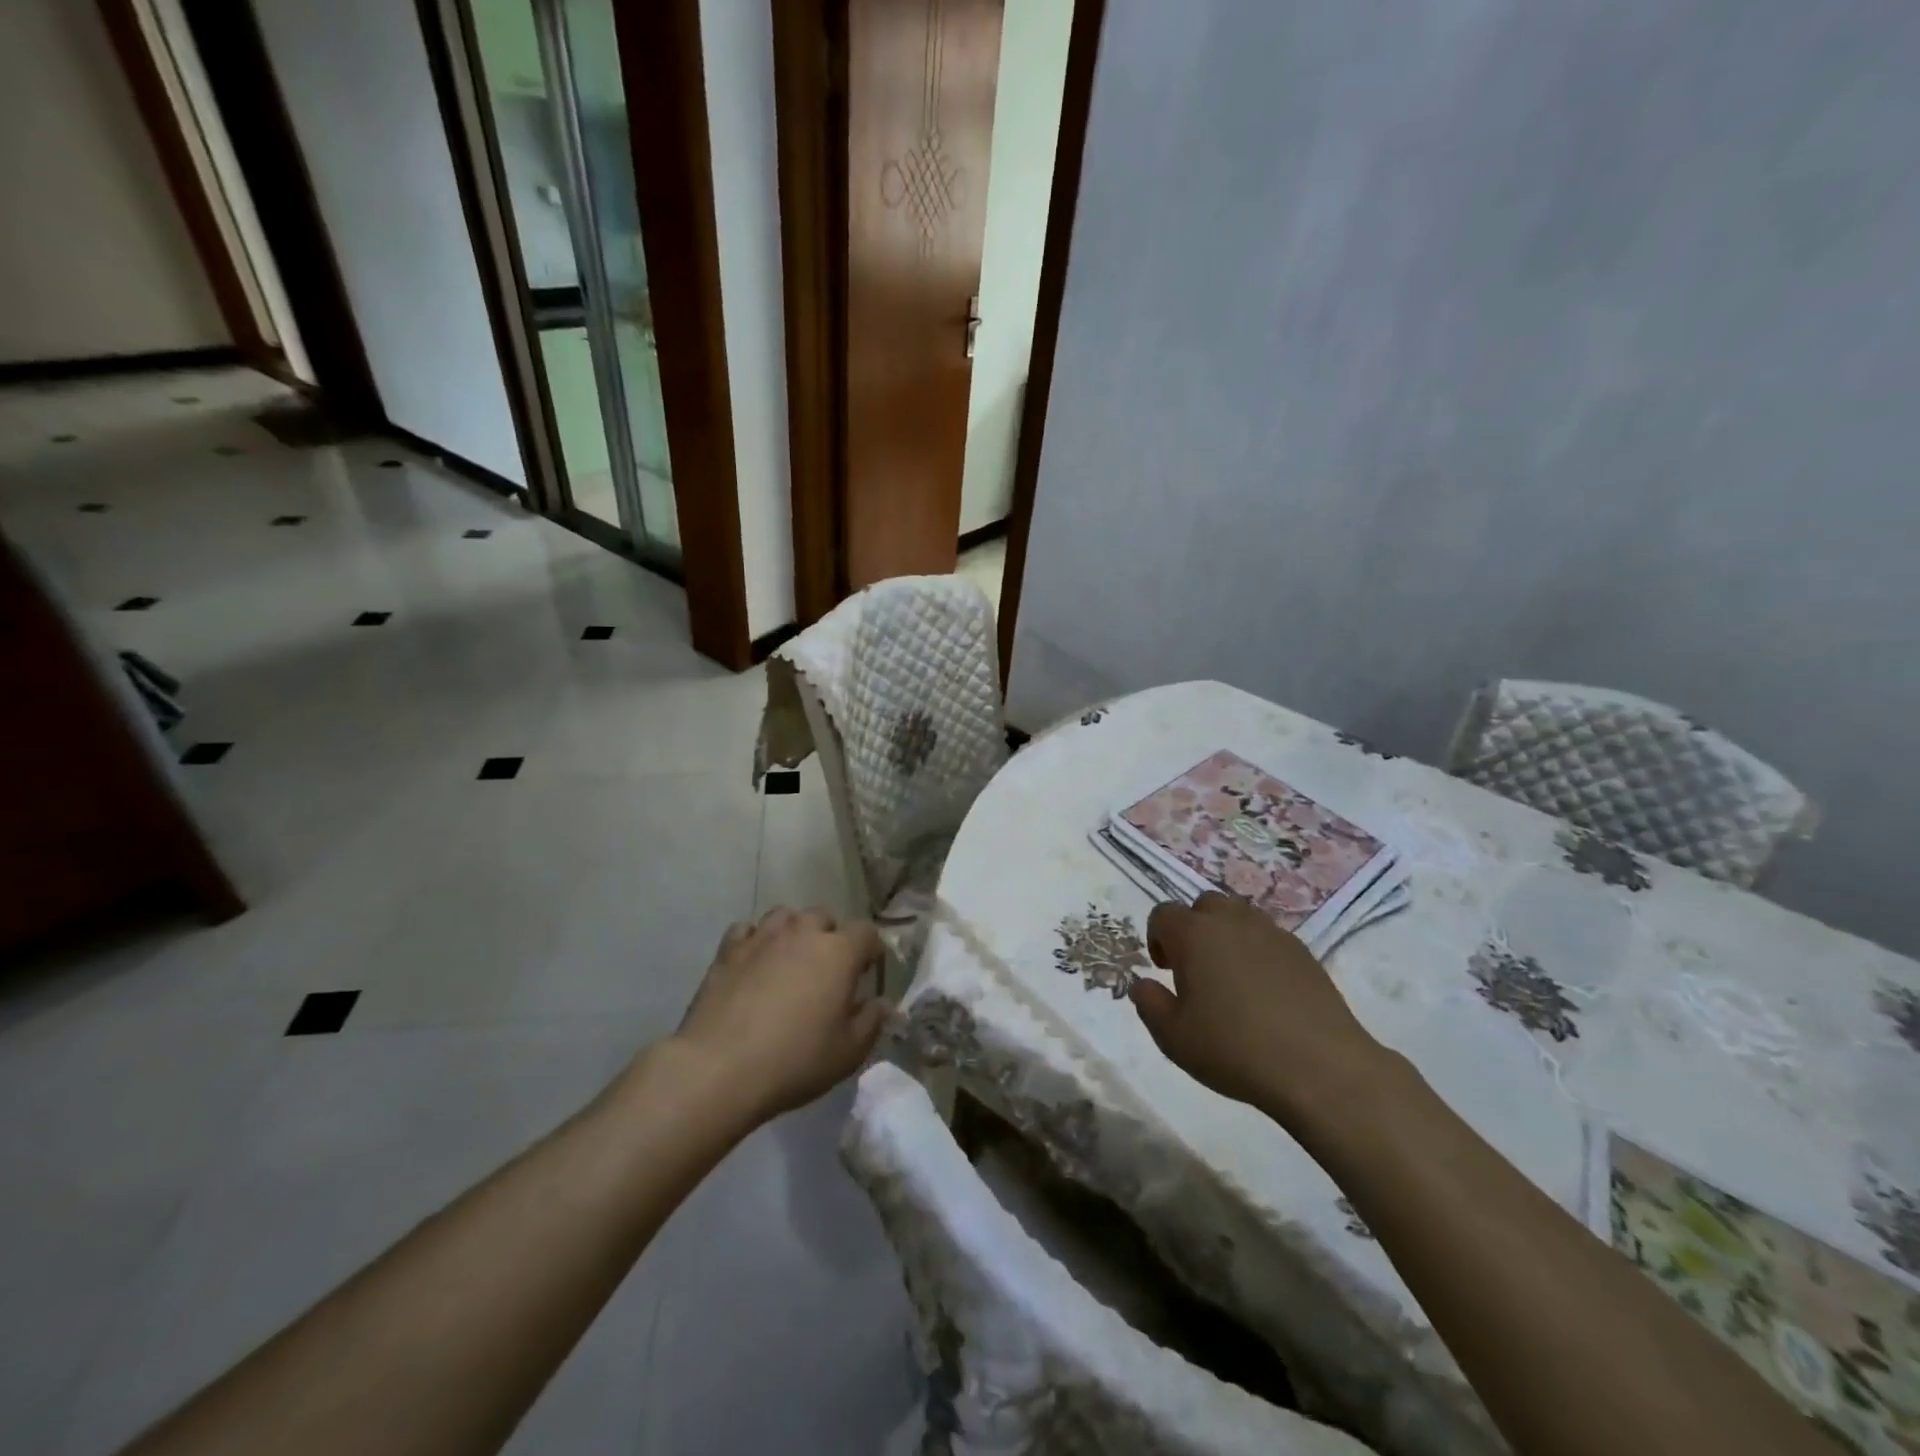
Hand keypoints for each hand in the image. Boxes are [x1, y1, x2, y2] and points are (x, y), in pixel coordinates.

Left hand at [672, 907, 886, 1123]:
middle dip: (830, 937)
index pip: (867, 932)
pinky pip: (747, 930)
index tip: (868, 972)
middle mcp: (802, 932)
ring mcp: (762, 937)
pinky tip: (754, 964)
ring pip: (785, 916)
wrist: (719, 1068)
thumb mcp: (849, 1052)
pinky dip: (755, 941)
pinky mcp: (728, 951)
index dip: (871, 950)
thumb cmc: (795, 1060)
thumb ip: (871, 1021)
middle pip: (824, 917)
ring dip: (793, 932)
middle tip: (827, 971)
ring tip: (790, 961)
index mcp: (839, 952)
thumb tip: (881, 1003)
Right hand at [1130, 893, 1388, 1123]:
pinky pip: (1269, 938)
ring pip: (1239, 917)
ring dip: (1227, 936)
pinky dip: (1258, 953)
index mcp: (1194, 934)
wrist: (1320, 1068)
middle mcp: (1232, 922)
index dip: (1157, 938)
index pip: (1163, 914)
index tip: (1165, 971)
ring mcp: (1272, 934)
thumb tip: (1143, 984)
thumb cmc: (1234, 1049)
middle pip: (1204, 905)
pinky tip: (1265, 993)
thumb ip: (1149, 1004)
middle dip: (1194, 929)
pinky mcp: (1304, 953)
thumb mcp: (1173, 1037)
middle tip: (1196, 970)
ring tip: (1230, 979)